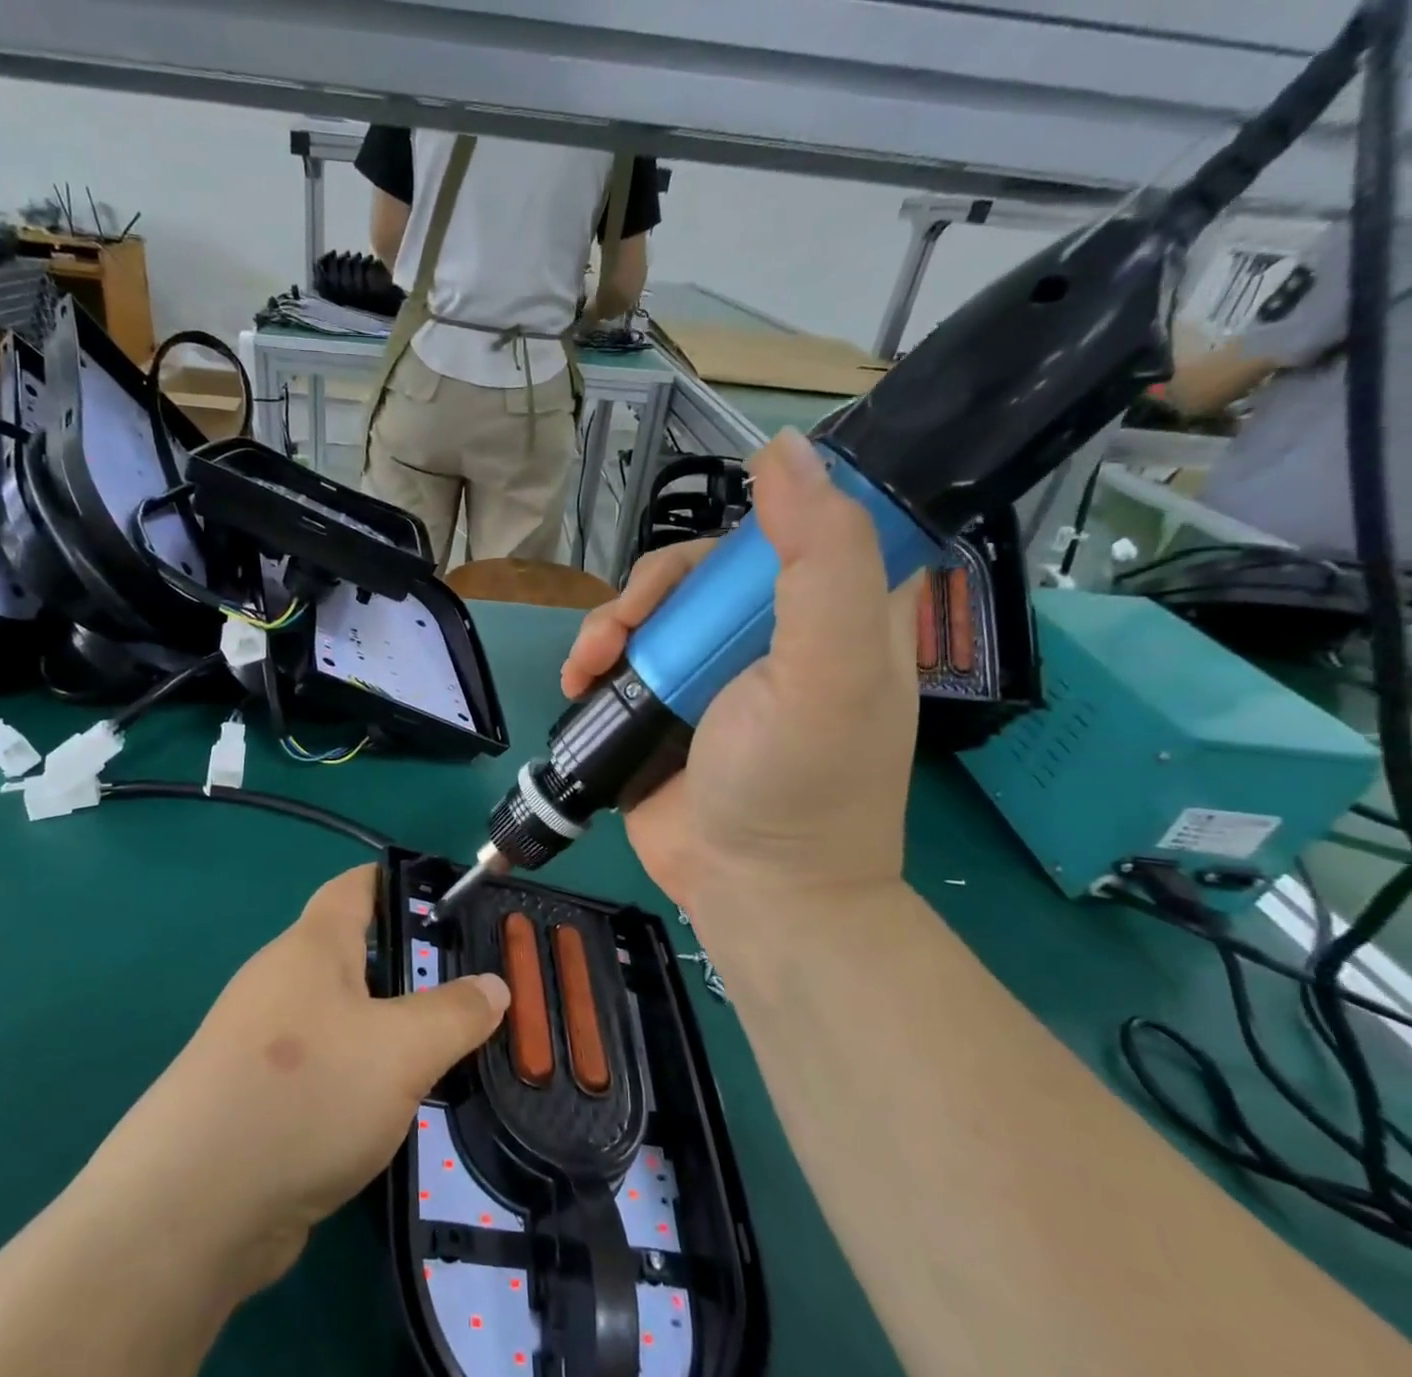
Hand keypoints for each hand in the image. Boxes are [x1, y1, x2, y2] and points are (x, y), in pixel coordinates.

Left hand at [90, 866, 508, 1295]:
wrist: (192, 1209)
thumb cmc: (306, 1094)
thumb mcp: (403, 1049)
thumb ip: (455, 1013)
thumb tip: (494, 986)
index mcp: (312, 947)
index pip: (356, 886)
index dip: (401, 882)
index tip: (450, 900)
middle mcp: (282, 982)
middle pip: (354, 955)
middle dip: (410, 968)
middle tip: (469, 993)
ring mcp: (262, 1043)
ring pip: (341, 1018)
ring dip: (388, 1031)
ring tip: (446, 1054)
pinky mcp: (255, 1098)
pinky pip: (323, 1069)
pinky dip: (360, 1078)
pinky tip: (393, 1110)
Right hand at [560, 429, 921, 921]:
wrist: (749, 889)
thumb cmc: (800, 782)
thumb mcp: (828, 668)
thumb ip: (821, 558)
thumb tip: (783, 449)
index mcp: (836, 609)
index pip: (799, 523)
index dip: (756, 516)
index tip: (717, 552)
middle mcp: (773, 631)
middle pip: (704, 565)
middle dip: (654, 587)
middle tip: (629, 627)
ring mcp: (711, 669)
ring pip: (654, 607)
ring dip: (611, 623)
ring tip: (590, 665)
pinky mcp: (662, 703)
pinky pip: (622, 654)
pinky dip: (593, 659)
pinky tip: (579, 680)